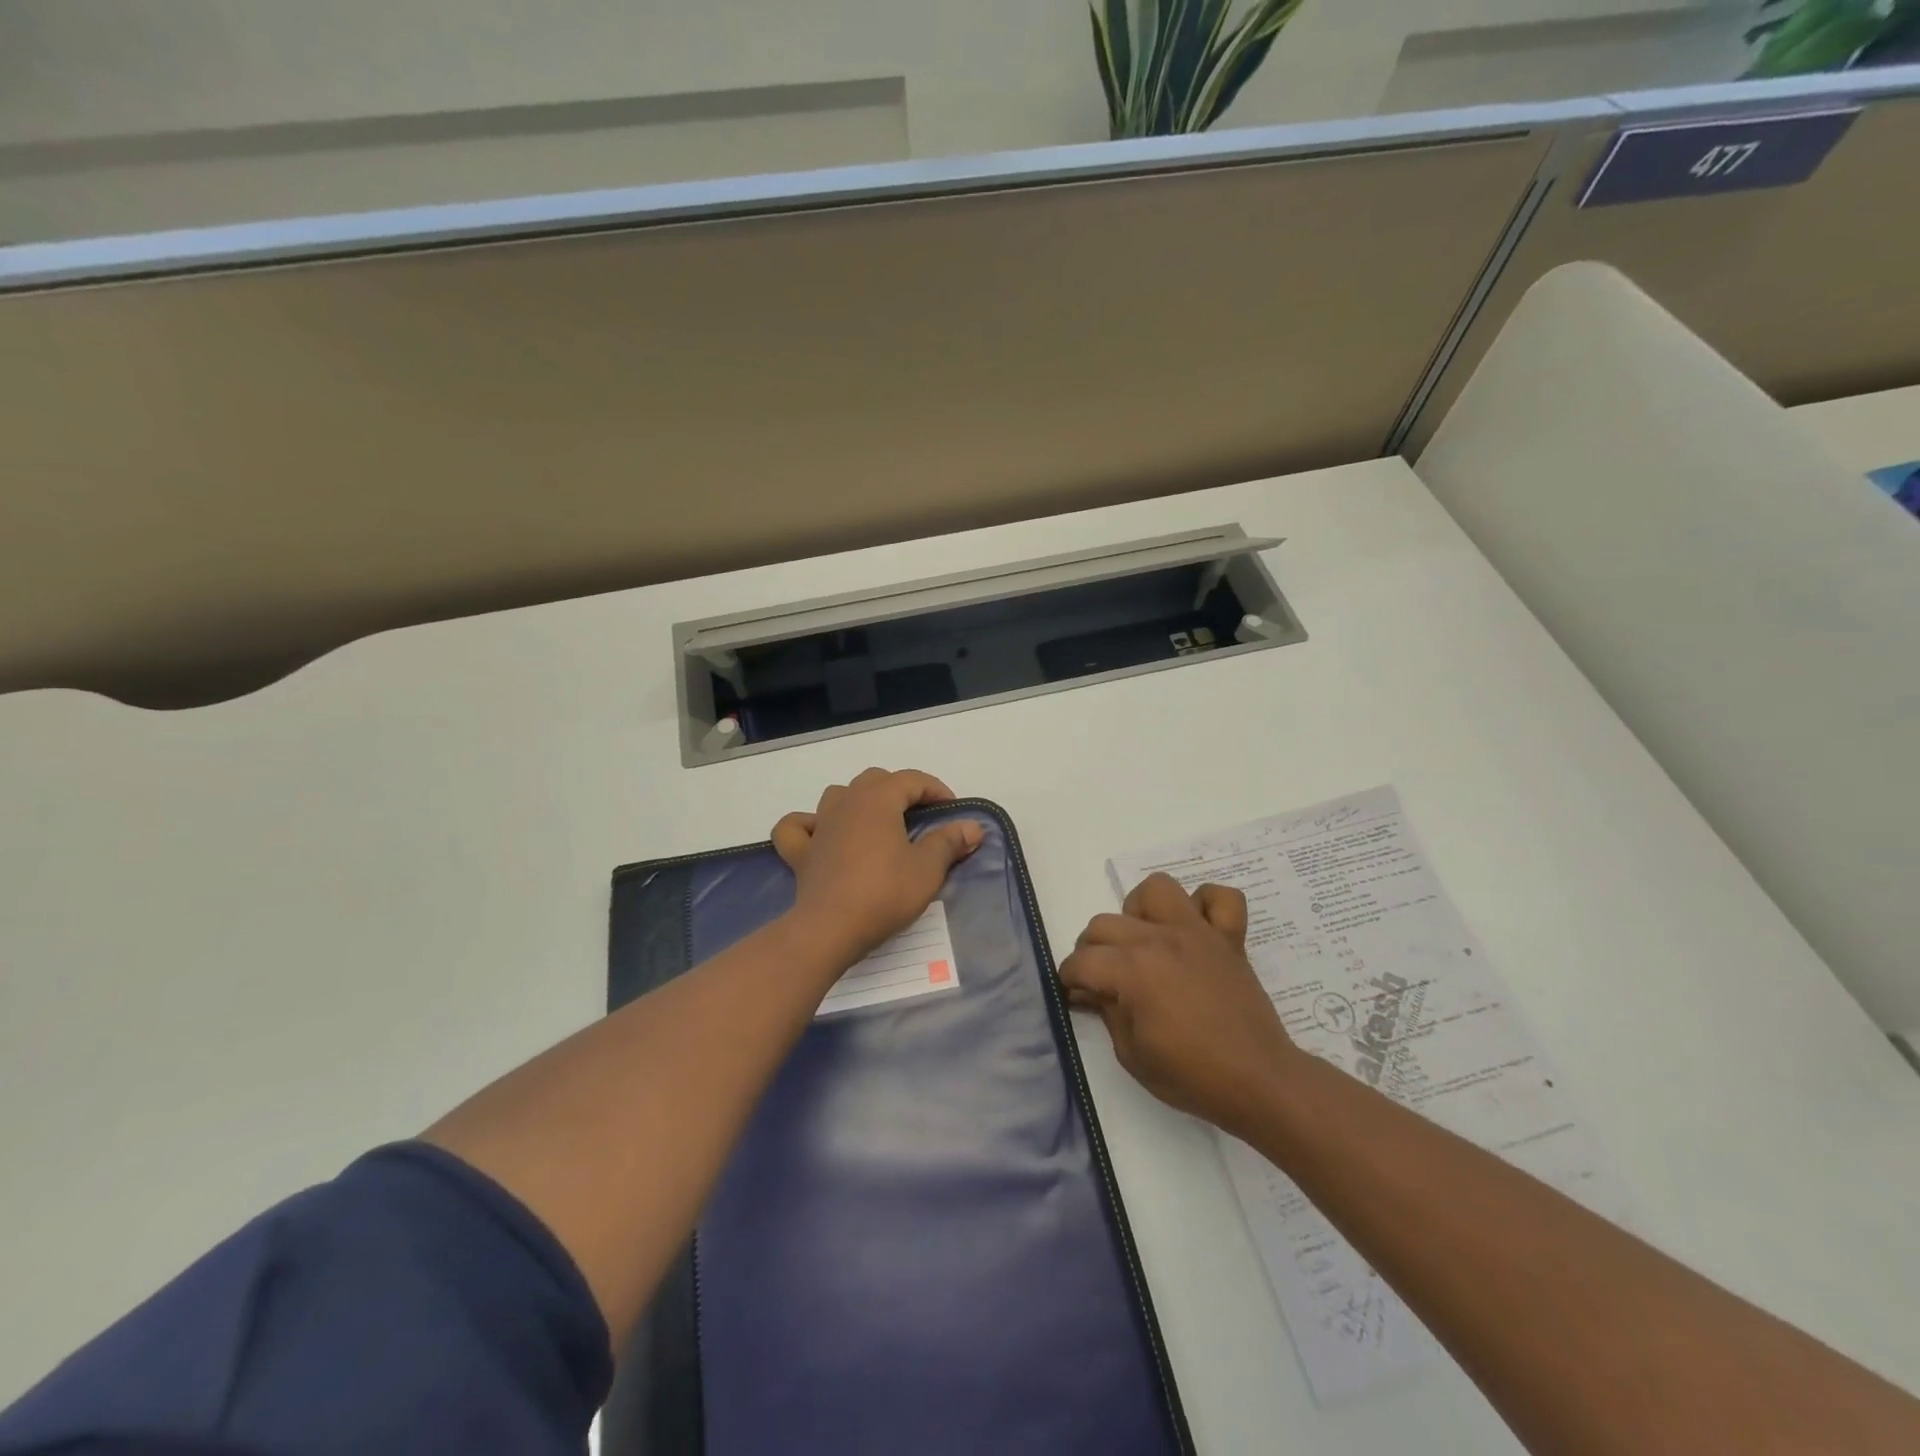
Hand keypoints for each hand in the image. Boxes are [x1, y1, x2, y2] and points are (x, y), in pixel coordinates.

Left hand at [771, 769, 983, 965]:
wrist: (830, 929)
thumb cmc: (884, 893)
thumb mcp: (927, 869)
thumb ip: (949, 842)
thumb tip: (973, 827)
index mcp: (878, 799)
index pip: (911, 779)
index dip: (936, 790)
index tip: (953, 811)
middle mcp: (846, 802)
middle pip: (875, 780)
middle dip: (900, 791)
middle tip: (920, 817)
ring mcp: (819, 825)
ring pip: (839, 795)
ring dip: (860, 801)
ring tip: (878, 823)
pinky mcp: (801, 852)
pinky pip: (798, 827)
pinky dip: (809, 825)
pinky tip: (821, 835)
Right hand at [1058, 873, 1300, 1139]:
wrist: (1260, 1082)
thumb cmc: (1193, 1076)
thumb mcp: (1132, 1055)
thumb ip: (1106, 1012)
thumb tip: (1088, 991)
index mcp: (1133, 971)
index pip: (1082, 961)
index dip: (1069, 979)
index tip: (1074, 994)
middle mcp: (1160, 940)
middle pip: (1105, 923)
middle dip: (1092, 950)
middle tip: (1103, 978)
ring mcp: (1197, 933)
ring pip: (1156, 889)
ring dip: (1141, 911)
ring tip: (1144, 941)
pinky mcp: (1229, 938)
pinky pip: (1221, 898)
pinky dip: (1205, 905)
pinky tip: (1195, 929)